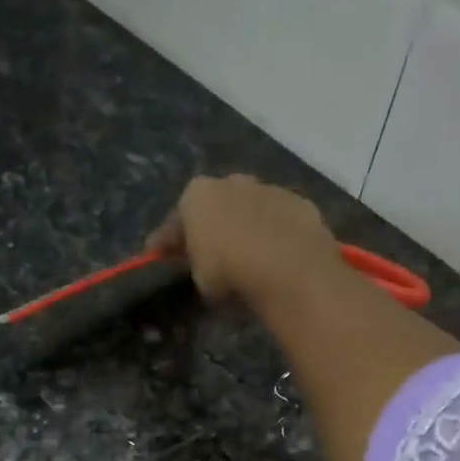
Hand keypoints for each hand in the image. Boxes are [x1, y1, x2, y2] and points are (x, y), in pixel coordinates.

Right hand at [144, 173, 349, 305]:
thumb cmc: (229, 270)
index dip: (165, 243)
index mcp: (197, 194)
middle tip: (208, 254)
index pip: (175, 221)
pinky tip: (277, 256)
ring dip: (246, 228)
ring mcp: (269, 189)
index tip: (158, 259)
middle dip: (210, 227)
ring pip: (251, 210)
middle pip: (215, 208)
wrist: (288, 265)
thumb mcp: (199, 278)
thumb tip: (198, 265)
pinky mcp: (301, 204)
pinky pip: (280, 223)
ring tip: (248, 256)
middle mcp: (232, 182)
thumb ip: (194, 265)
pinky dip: (276, 236)